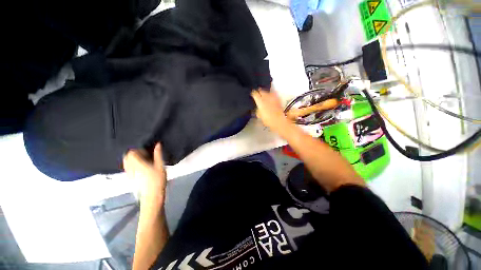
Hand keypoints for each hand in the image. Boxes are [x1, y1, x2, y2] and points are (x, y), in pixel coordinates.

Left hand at [123, 143, 166, 204]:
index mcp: (137, 163)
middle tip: (145, 155)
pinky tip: (142, 167)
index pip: (131, 152)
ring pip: (127, 162)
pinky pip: (128, 168)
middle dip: (134, 153)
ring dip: (133, 159)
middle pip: (127, 157)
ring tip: (144, 160)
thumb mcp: (160, 165)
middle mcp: (130, 167)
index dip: (138, 149)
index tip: (147, 151)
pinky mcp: (130, 178)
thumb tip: (157, 144)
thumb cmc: (157, 180)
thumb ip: (158, 154)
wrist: (152, 195)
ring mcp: (129, 173)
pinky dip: (132, 164)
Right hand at [251, 88, 290, 132]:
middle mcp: (266, 97)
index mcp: (260, 101)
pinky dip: (271, 95)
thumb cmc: (267, 119)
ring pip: (267, 91)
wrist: (278, 120)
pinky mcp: (278, 98)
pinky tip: (271, 97)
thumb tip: (258, 108)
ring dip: (265, 92)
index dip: (253, 93)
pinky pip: (273, 94)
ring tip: (264, 95)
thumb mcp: (259, 115)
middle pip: (261, 90)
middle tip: (258, 93)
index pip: (255, 94)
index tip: (252, 94)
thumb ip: (257, 110)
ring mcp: (273, 97)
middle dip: (259, 91)